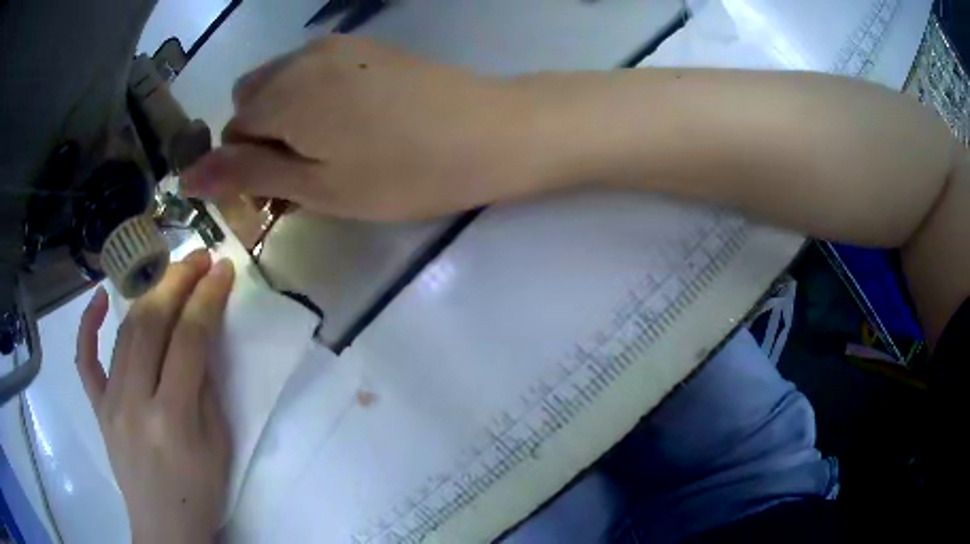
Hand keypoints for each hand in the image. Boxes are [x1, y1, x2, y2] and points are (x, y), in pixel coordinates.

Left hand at [76, 251, 234, 543]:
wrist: (164, 527)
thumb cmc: (200, 494)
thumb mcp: (219, 446)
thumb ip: (206, 389)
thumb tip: (200, 341)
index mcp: (172, 419)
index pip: (189, 341)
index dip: (207, 300)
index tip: (222, 270)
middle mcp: (134, 402)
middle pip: (151, 325)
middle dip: (176, 282)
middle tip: (197, 259)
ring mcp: (109, 402)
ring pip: (123, 333)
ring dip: (147, 294)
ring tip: (168, 272)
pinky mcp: (97, 407)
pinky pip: (85, 360)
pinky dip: (89, 325)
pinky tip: (100, 298)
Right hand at [182, 37, 554, 220]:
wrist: (489, 132)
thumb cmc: (402, 172)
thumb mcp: (316, 186)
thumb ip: (247, 175)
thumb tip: (187, 176)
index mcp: (282, 95)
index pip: (230, 132)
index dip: (245, 168)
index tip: (279, 195)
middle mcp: (301, 59)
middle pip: (251, 101)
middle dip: (260, 138)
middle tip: (302, 175)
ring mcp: (338, 47)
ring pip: (282, 84)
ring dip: (285, 118)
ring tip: (328, 152)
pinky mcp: (367, 48)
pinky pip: (315, 72)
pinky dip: (313, 99)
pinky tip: (352, 123)